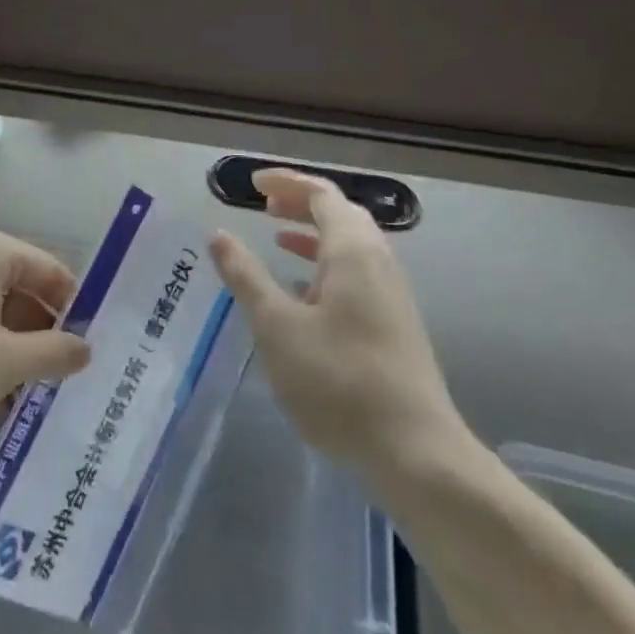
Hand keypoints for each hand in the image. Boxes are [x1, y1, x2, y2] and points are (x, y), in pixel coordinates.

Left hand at [0, 222, 91, 447]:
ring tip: (22, 399)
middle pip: (20, 290)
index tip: (87, 353)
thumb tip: (87, 348)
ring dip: (10, 351)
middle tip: (57, 381)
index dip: (74, 312)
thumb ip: (54, 352)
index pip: (51, 272)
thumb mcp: (4, 364)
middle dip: (39, 337)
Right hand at [210, 170, 469, 477]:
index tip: (252, 185)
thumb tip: (219, 234)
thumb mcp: (277, 327)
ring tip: (277, 239)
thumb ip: (246, 277)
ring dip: (313, 234)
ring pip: (351, 246)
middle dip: (301, 204)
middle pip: (341, 214)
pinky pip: (357, 274)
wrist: (415, 450)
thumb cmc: (338, 382)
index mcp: (353, 252)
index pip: (322, 194)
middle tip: (263, 207)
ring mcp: (391, 294)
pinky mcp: (394, 323)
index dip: (287, 183)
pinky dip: (325, 265)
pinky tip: (303, 292)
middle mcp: (378, 263)